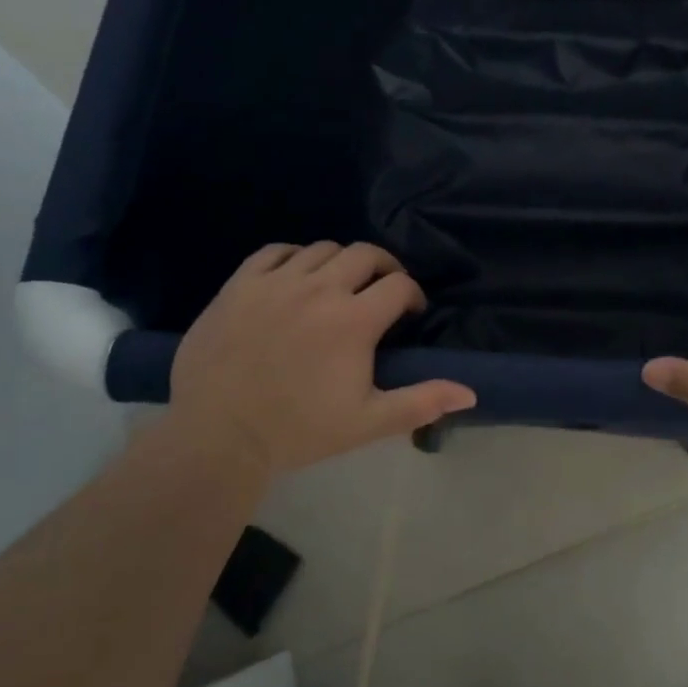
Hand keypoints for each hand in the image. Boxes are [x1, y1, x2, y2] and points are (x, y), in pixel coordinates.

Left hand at [168, 242, 475, 477]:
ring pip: (322, 249)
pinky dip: (293, 258)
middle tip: (381, 292)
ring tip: (337, 287)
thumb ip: (420, 402)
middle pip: (366, 254)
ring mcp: (276, 283)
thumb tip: (469, 393)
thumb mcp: (367, 422)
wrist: (218, 437)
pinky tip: (294, 278)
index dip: (412, 296)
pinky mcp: (240, 285)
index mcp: (353, 321)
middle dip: (383, 269)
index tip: (410, 314)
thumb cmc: (298, 431)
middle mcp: (319, 289)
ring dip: (340, 263)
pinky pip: (275, 251)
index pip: (400, 285)